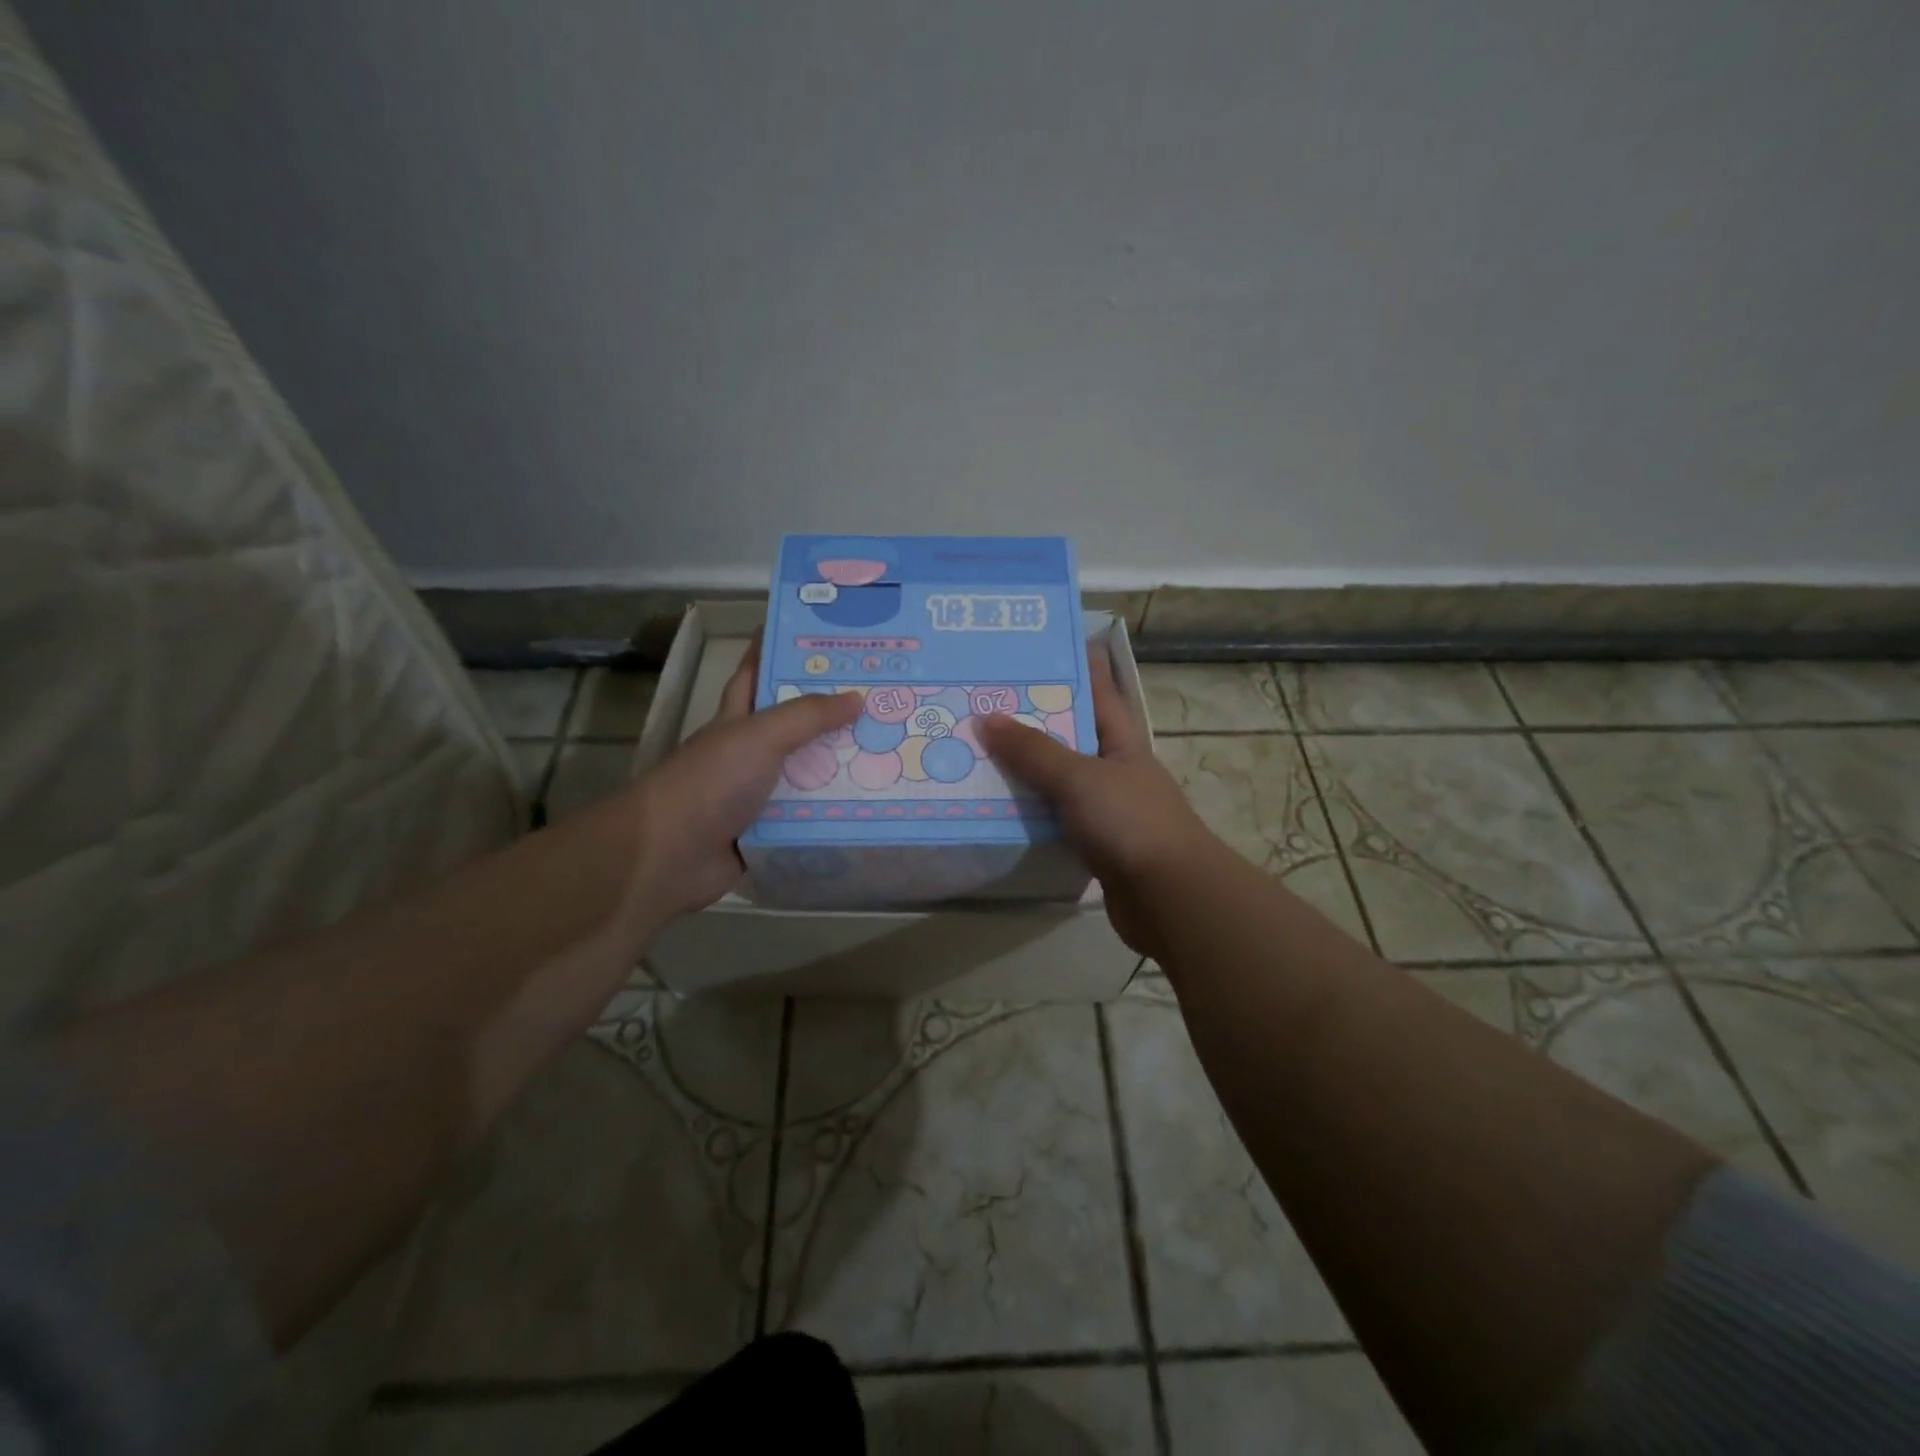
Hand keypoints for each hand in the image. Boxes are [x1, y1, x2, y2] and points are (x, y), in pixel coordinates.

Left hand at [633, 631, 861, 915]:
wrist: (670, 856)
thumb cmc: (710, 782)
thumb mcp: (759, 736)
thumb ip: (807, 715)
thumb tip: (858, 697)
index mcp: (738, 718)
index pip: (758, 672)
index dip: (780, 649)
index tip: (821, 635)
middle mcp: (750, 752)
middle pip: (796, 725)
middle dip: (833, 712)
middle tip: (883, 697)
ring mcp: (760, 793)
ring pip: (809, 772)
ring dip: (843, 765)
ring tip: (893, 750)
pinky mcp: (771, 830)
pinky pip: (812, 816)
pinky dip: (837, 812)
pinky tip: (874, 804)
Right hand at [978, 647, 1219, 957]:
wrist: (1169, 898)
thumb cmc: (1130, 822)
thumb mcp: (1079, 777)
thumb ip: (1033, 750)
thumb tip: (986, 718)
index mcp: (1121, 739)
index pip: (1097, 689)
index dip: (1073, 665)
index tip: (1037, 647)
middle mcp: (1114, 767)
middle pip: (1069, 734)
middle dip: (1031, 718)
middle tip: (983, 700)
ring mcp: (1106, 807)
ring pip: (1058, 779)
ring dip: (1024, 769)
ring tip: (976, 750)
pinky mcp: (1094, 843)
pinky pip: (1054, 817)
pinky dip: (1029, 811)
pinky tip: (996, 806)